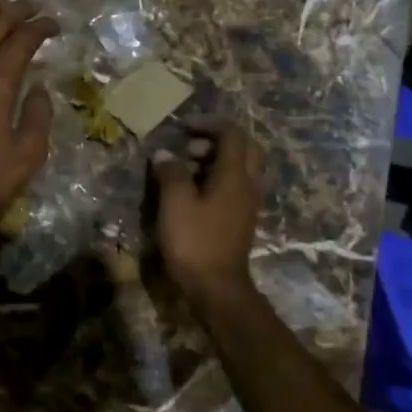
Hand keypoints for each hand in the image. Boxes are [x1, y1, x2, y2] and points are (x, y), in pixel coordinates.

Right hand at [150, 123, 263, 302]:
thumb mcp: (175, 203)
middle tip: (189, 146)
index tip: (182, 127)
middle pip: (244, 148)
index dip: (208, 124)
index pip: (232, 134)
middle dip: (217, 140)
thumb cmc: (195, 242)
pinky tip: (192, 192)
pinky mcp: (240, 220)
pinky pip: (233, 186)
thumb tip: (165, 154)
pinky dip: (215, 178)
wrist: (216, 288)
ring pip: (239, 168)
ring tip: (184, 168)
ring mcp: (247, 204)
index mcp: (234, 175)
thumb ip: (171, 173)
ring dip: (215, 160)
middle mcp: (247, 185)